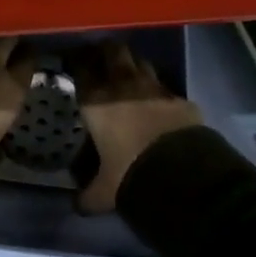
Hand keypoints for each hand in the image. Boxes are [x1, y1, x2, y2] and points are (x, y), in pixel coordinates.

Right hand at [66, 41, 203, 213]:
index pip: (81, 67)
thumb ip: (87, 194)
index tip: (74, 63)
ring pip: (142, 62)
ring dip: (135, 66)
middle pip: (114, 51)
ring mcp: (155, 88)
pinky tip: (159, 104)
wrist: (180, 174)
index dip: (77, 61)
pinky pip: (166, 87)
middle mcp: (123, 85)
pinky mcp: (181, 98)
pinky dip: (160, 92)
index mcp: (96, 101)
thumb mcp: (103, 192)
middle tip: (103, 61)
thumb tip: (77, 205)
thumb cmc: (129, 175)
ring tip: (131, 78)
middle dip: (108, 52)